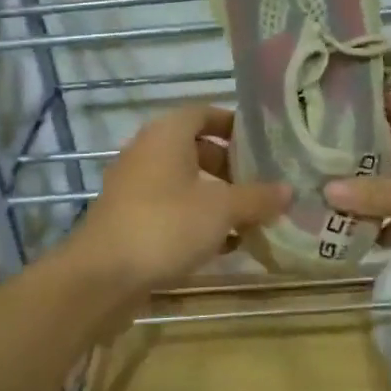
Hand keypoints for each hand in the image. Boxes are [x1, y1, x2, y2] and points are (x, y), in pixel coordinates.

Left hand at [70, 103, 289, 294]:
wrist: (102, 277)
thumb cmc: (166, 225)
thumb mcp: (222, 209)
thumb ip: (257, 197)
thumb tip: (288, 190)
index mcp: (167, 135)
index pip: (203, 113)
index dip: (233, 124)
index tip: (261, 143)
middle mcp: (146, 152)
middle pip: (194, 149)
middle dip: (229, 166)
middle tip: (259, 184)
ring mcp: (133, 187)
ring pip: (183, 182)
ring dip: (215, 198)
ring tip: (248, 219)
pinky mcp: (128, 219)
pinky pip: (169, 209)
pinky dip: (195, 220)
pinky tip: (221, 246)